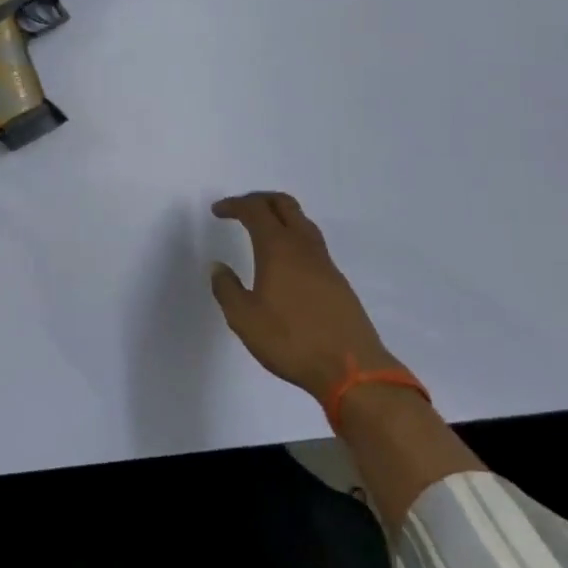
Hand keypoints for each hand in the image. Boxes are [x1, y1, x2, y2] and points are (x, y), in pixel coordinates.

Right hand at [210, 192, 398, 399]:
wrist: (350, 368)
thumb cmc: (291, 340)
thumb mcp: (245, 319)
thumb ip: (227, 289)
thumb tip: (218, 267)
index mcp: (278, 248)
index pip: (255, 210)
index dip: (234, 205)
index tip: (217, 211)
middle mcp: (303, 246)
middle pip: (283, 204)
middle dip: (259, 199)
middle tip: (240, 209)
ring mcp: (324, 261)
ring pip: (302, 221)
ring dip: (280, 215)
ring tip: (262, 229)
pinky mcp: (337, 279)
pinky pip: (312, 242)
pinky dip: (293, 236)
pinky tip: (286, 260)